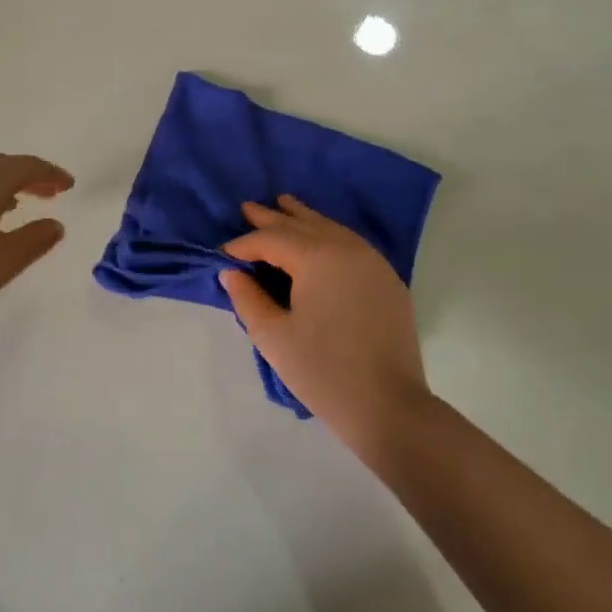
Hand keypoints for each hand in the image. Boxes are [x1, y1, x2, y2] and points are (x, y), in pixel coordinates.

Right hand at [218, 196, 431, 447]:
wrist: (387, 405)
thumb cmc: (322, 371)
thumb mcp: (272, 336)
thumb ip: (247, 298)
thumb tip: (231, 272)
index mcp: (318, 257)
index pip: (273, 239)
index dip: (244, 244)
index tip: (223, 252)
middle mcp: (347, 248)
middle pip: (303, 225)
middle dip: (273, 218)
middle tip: (248, 207)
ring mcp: (373, 262)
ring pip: (331, 228)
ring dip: (304, 218)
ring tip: (284, 205)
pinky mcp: (388, 280)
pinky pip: (352, 244)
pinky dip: (329, 234)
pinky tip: (320, 239)